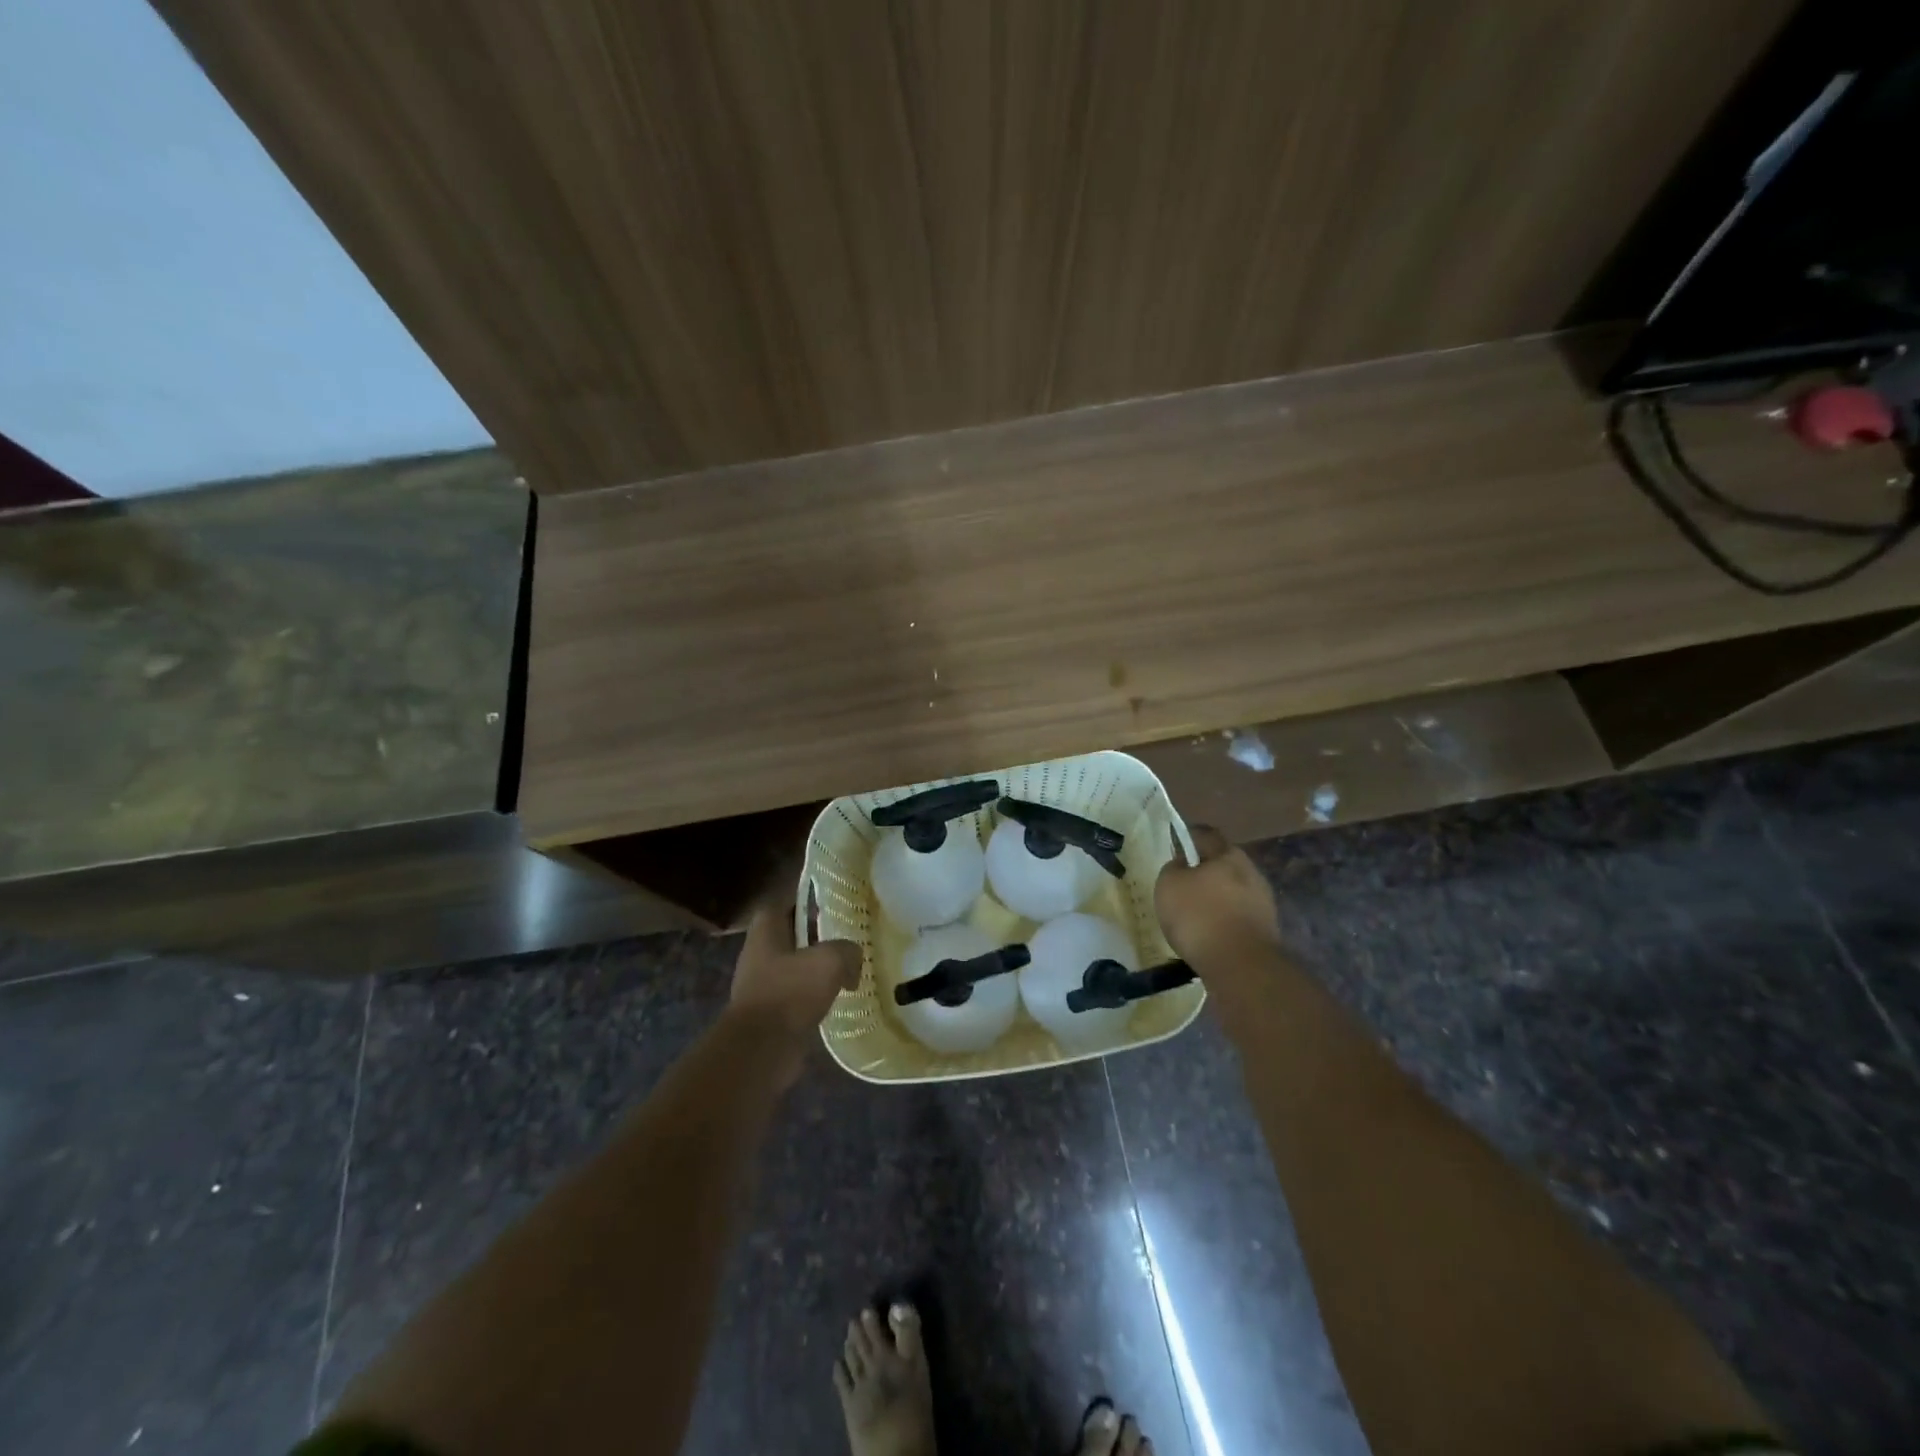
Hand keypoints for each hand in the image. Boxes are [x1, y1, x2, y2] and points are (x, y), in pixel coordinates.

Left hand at [726, 903, 861, 1072]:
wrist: (761, 1050)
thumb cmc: (790, 993)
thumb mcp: (830, 960)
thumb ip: (847, 950)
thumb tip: (853, 959)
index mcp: (766, 931)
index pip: (785, 902)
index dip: (807, 898)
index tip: (833, 901)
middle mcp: (759, 953)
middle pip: (791, 934)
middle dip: (818, 934)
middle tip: (848, 934)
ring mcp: (762, 984)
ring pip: (796, 965)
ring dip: (818, 967)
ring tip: (849, 967)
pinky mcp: (771, 1013)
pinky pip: (798, 994)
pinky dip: (816, 994)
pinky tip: (838, 997)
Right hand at [1155, 825, 1282, 968]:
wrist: (1240, 965)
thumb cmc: (1199, 916)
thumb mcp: (1168, 885)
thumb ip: (1173, 868)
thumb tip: (1181, 864)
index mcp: (1228, 855)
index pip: (1207, 835)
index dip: (1189, 837)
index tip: (1176, 846)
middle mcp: (1251, 872)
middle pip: (1224, 864)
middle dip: (1206, 871)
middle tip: (1184, 883)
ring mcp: (1264, 902)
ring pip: (1234, 892)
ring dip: (1218, 898)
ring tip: (1196, 914)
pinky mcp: (1267, 930)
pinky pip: (1240, 917)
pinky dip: (1226, 921)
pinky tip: (1211, 934)